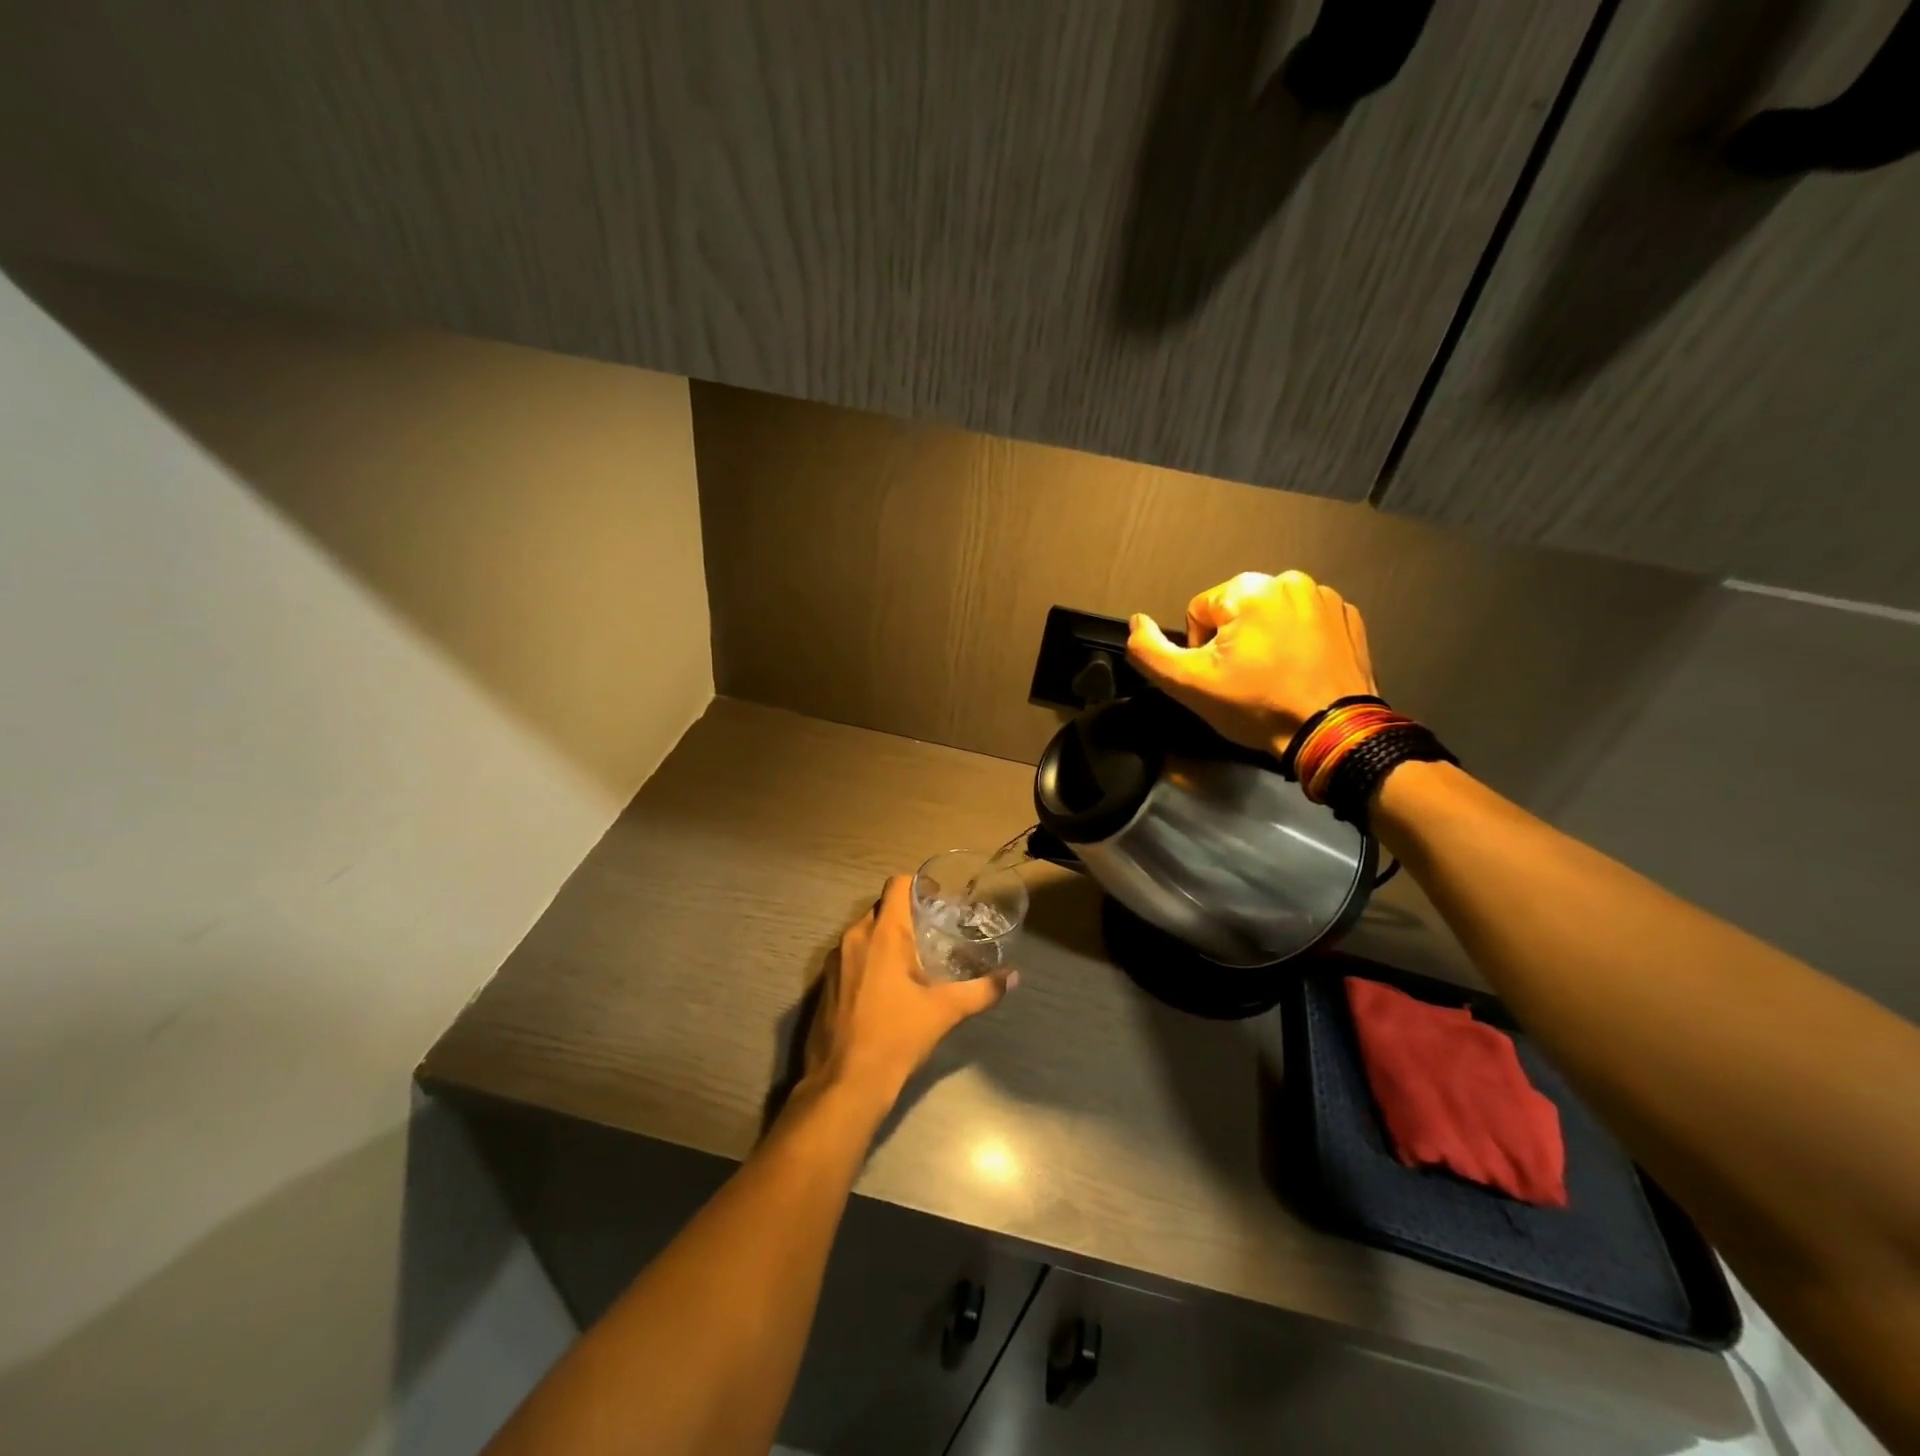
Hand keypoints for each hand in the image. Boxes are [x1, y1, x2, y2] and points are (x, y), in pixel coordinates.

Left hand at [802, 875, 1014, 1110]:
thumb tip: (1014, 977)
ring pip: (865, 933)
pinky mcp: (825, 984)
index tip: (939, 900)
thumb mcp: (944, 1012)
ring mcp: (834, 961)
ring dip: (887, 939)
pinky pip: (851, 956)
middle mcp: (853, 938)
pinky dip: (870, 960)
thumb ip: (982, 990)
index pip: (897, 884)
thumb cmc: (896, 1037)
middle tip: (934, 931)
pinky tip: (889, 986)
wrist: (844, 1084)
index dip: (918, 885)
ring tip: (915, 959)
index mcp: (882, 934)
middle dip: (907, 915)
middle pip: (882, 908)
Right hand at [1127, 570, 1378, 755]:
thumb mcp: (1189, 683)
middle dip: (1233, 642)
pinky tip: (1300, 671)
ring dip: (1265, 640)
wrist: (1331, 732)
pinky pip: (1305, 623)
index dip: (1200, 649)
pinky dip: (1298, 642)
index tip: (1221, 678)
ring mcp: (1325, 597)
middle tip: (1245, 681)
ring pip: (1270, 616)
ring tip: (1274, 677)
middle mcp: (1289, 579)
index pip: (1199, 612)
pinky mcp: (1349, 617)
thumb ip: (1149, 650)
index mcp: (1249, 588)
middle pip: (1235, 611)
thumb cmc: (1257, 705)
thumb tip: (1136, 622)